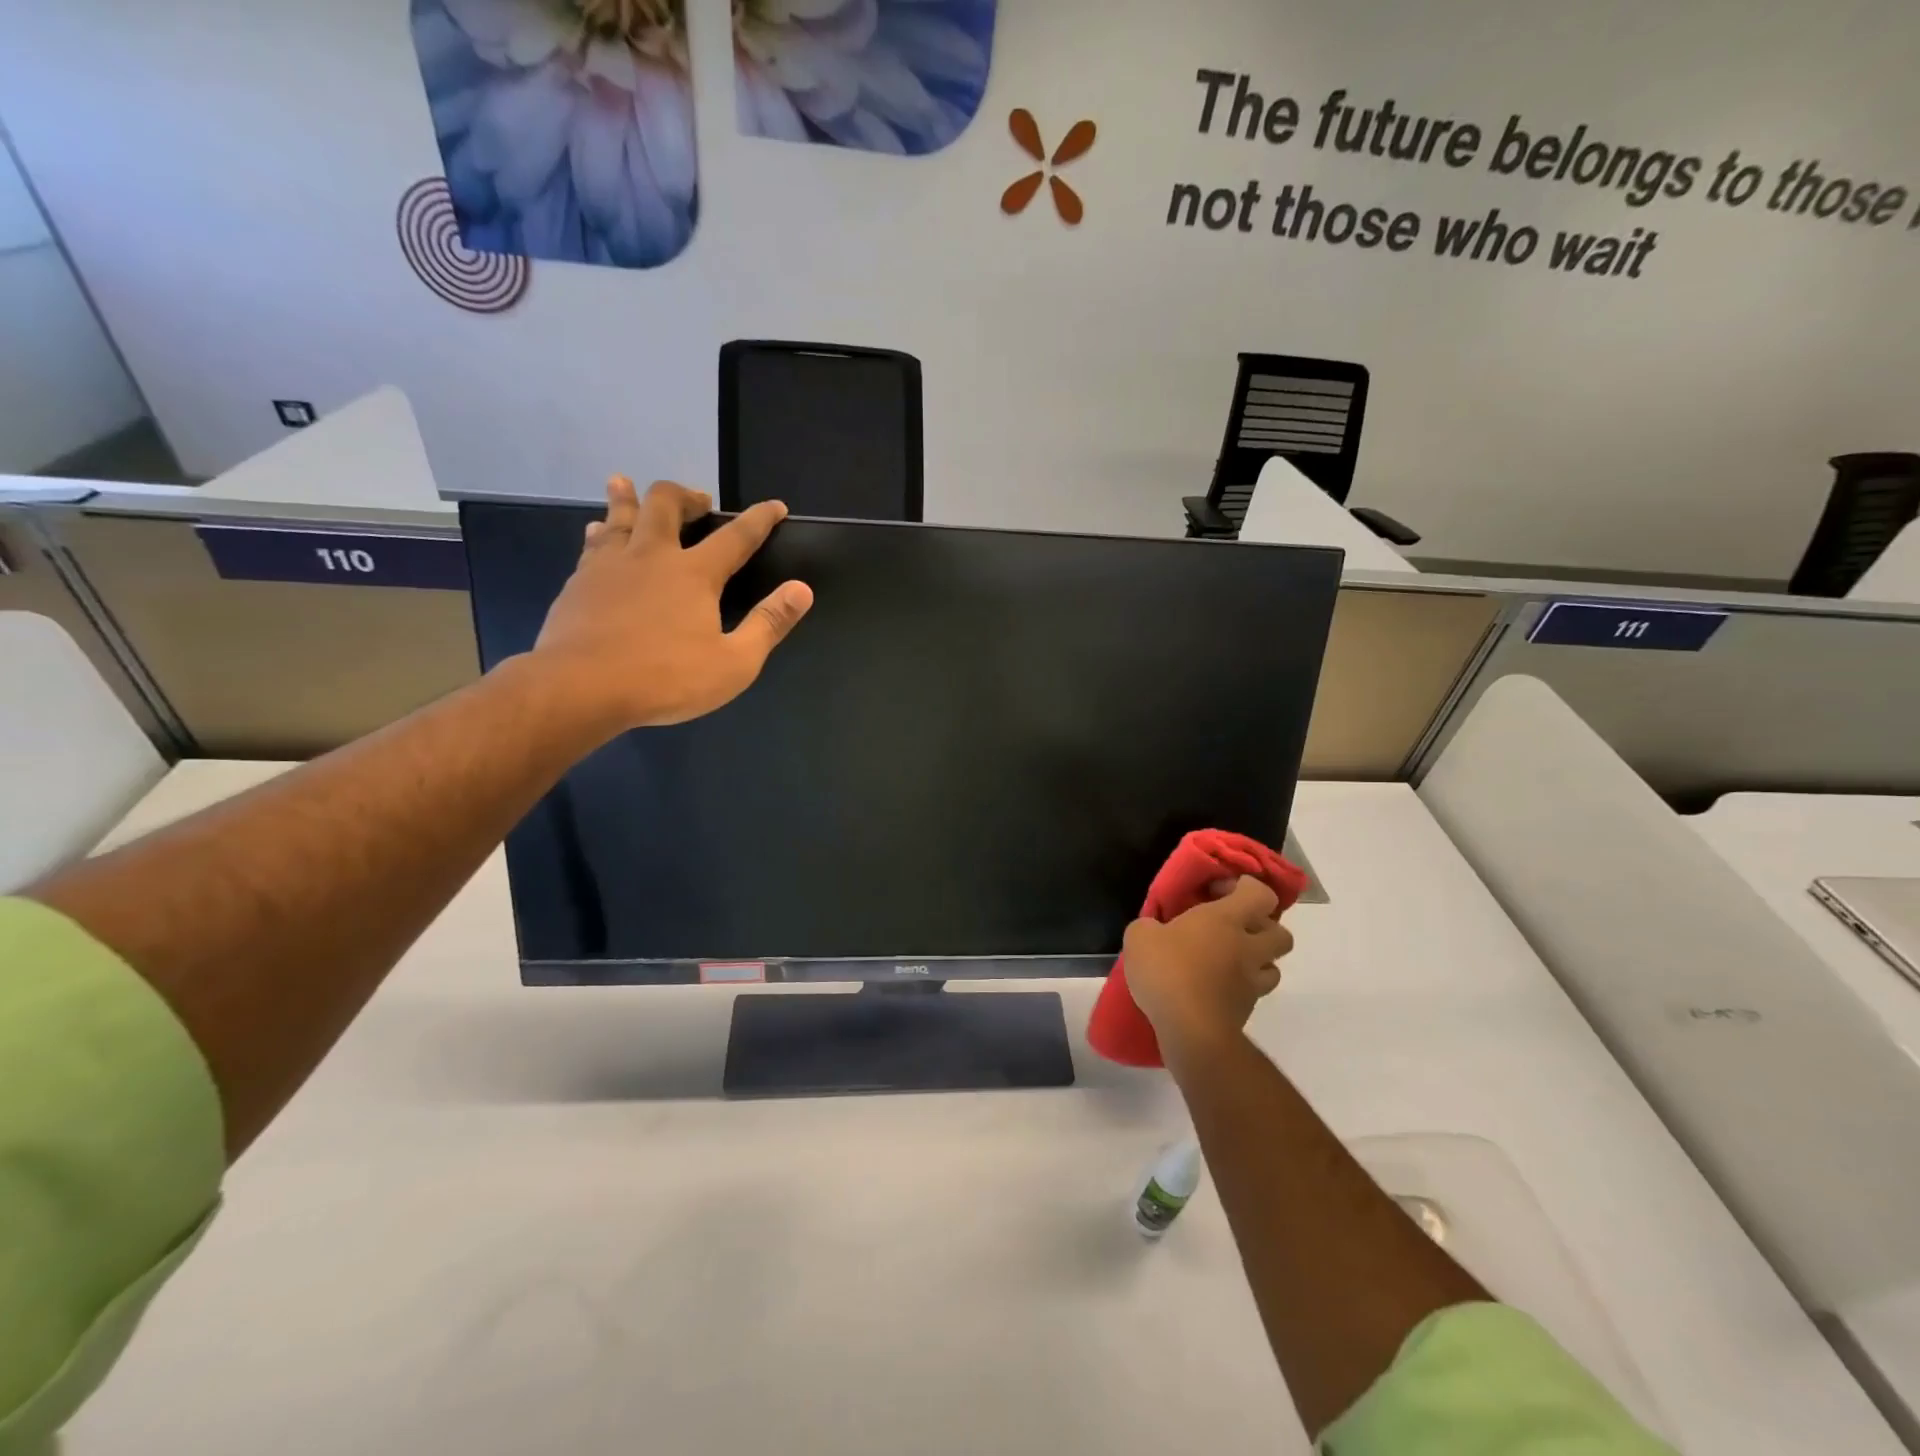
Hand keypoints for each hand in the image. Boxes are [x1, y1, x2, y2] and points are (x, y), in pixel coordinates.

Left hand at [531, 476, 812, 735]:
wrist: (580, 688)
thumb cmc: (666, 679)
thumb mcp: (734, 663)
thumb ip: (768, 624)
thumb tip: (801, 589)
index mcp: (694, 574)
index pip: (736, 537)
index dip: (760, 519)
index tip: (775, 507)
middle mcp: (652, 556)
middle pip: (666, 505)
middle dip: (687, 496)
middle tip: (698, 502)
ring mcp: (611, 565)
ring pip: (621, 514)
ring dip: (629, 496)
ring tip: (627, 484)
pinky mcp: (579, 580)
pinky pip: (593, 542)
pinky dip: (603, 530)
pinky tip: (598, 532)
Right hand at [1123, 877, 1293, 1061]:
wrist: (1190, 1030)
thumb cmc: (1167, 970)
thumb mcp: (1140, 936)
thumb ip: (1150, 926)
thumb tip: (1155, 930)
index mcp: (1226, 919)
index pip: (1260, 893)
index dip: (1245, 887)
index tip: (1218, 891)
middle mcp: (1247, 947)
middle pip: (1282, 933)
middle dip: (1264, 928)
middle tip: (1235, 930)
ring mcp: (1252, 982)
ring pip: (1274, 966)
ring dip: (1258, 961)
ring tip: (1229, 963)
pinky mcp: (1248, 1011)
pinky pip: (1254, 993)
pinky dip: (1241, 988)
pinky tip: (1216, 990)